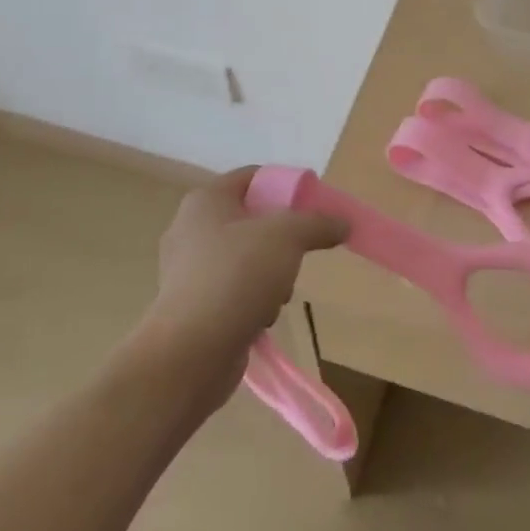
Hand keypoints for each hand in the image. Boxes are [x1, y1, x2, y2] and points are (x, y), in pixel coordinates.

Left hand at [142, 166, 348, 382]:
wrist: (191, 354)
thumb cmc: (236, 277)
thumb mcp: (287, 237)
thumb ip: (318, 223)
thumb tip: (342, 222)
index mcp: (206, 200)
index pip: (253, 176)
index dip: (286, 186)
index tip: (314, 207)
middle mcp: (190, 228)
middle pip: (252, 219)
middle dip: (282, 239)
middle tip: (299, 253)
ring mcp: (187, 270)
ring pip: (246, 257)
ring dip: (271, 274)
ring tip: (280, 294)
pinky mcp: (192, 306)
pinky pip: (233, 290)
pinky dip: (253, 300)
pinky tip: (262, 317)